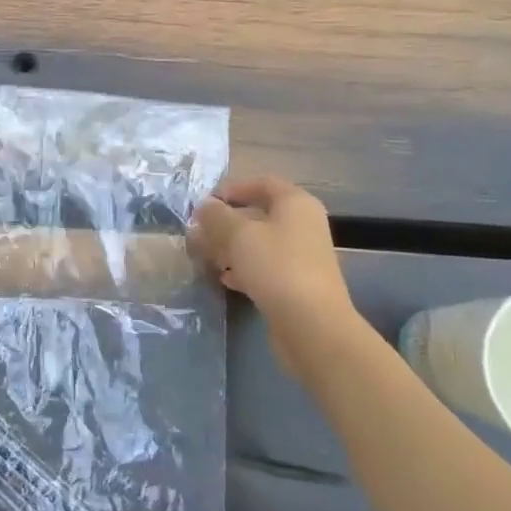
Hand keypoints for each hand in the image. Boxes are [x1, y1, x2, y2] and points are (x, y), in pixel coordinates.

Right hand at [188, 176, 353, 324]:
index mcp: (295, 204)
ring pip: (259, 243)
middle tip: (198, 232)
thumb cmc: (276, 267)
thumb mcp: (238, 234)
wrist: (313, 327)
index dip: (233, 188)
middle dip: (226, 222)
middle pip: (258, 214)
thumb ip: (216, 216)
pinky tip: (224, 279)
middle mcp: (302, 225)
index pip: (262, 183)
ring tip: (205, 255)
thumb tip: (205, 206)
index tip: (205, 201)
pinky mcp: (296, 285)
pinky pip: (264, 268)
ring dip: (230, 247)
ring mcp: (301, 257)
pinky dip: (243, 269)